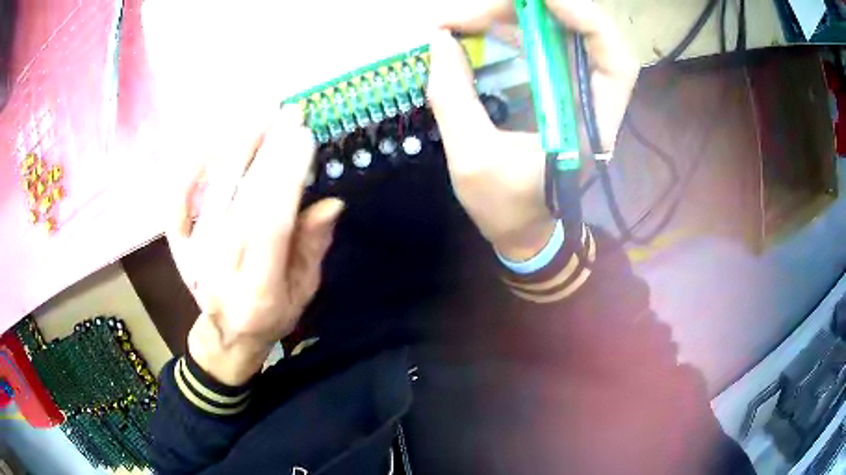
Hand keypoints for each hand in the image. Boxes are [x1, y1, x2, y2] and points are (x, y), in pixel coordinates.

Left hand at [167, 107, 343, 385]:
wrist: (225, 335)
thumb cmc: (270, 315)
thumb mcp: (304, 292)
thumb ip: (313, 248)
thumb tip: (330, 202)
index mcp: (258, 290)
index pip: (271, 224)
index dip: (287, 177)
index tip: (303, 137)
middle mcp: (221, 270)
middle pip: (240, 200)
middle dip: (266, 150)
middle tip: (287, 112)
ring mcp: (193, 256)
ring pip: (211, 192)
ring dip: (234, 147)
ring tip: (258, 114)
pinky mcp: (177, 246)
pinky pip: (176, 201)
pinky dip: (189, 169)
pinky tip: (209, 141)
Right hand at [428, 0, 638, 260]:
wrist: (520, 229)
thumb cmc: (506, 207)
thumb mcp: (472, 159)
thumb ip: (452, 98)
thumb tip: (438, 41)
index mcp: (590, 125)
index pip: (612, 58)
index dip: (584, 18)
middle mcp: (591, 101)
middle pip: (579, 35)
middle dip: (528, 11)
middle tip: (469, 12)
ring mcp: (572, 92)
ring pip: (556, 34)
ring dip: (511, 16)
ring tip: (461, 18)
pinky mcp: (554, 89)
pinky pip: (539, 45)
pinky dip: (509, 29)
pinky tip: (477, 27)